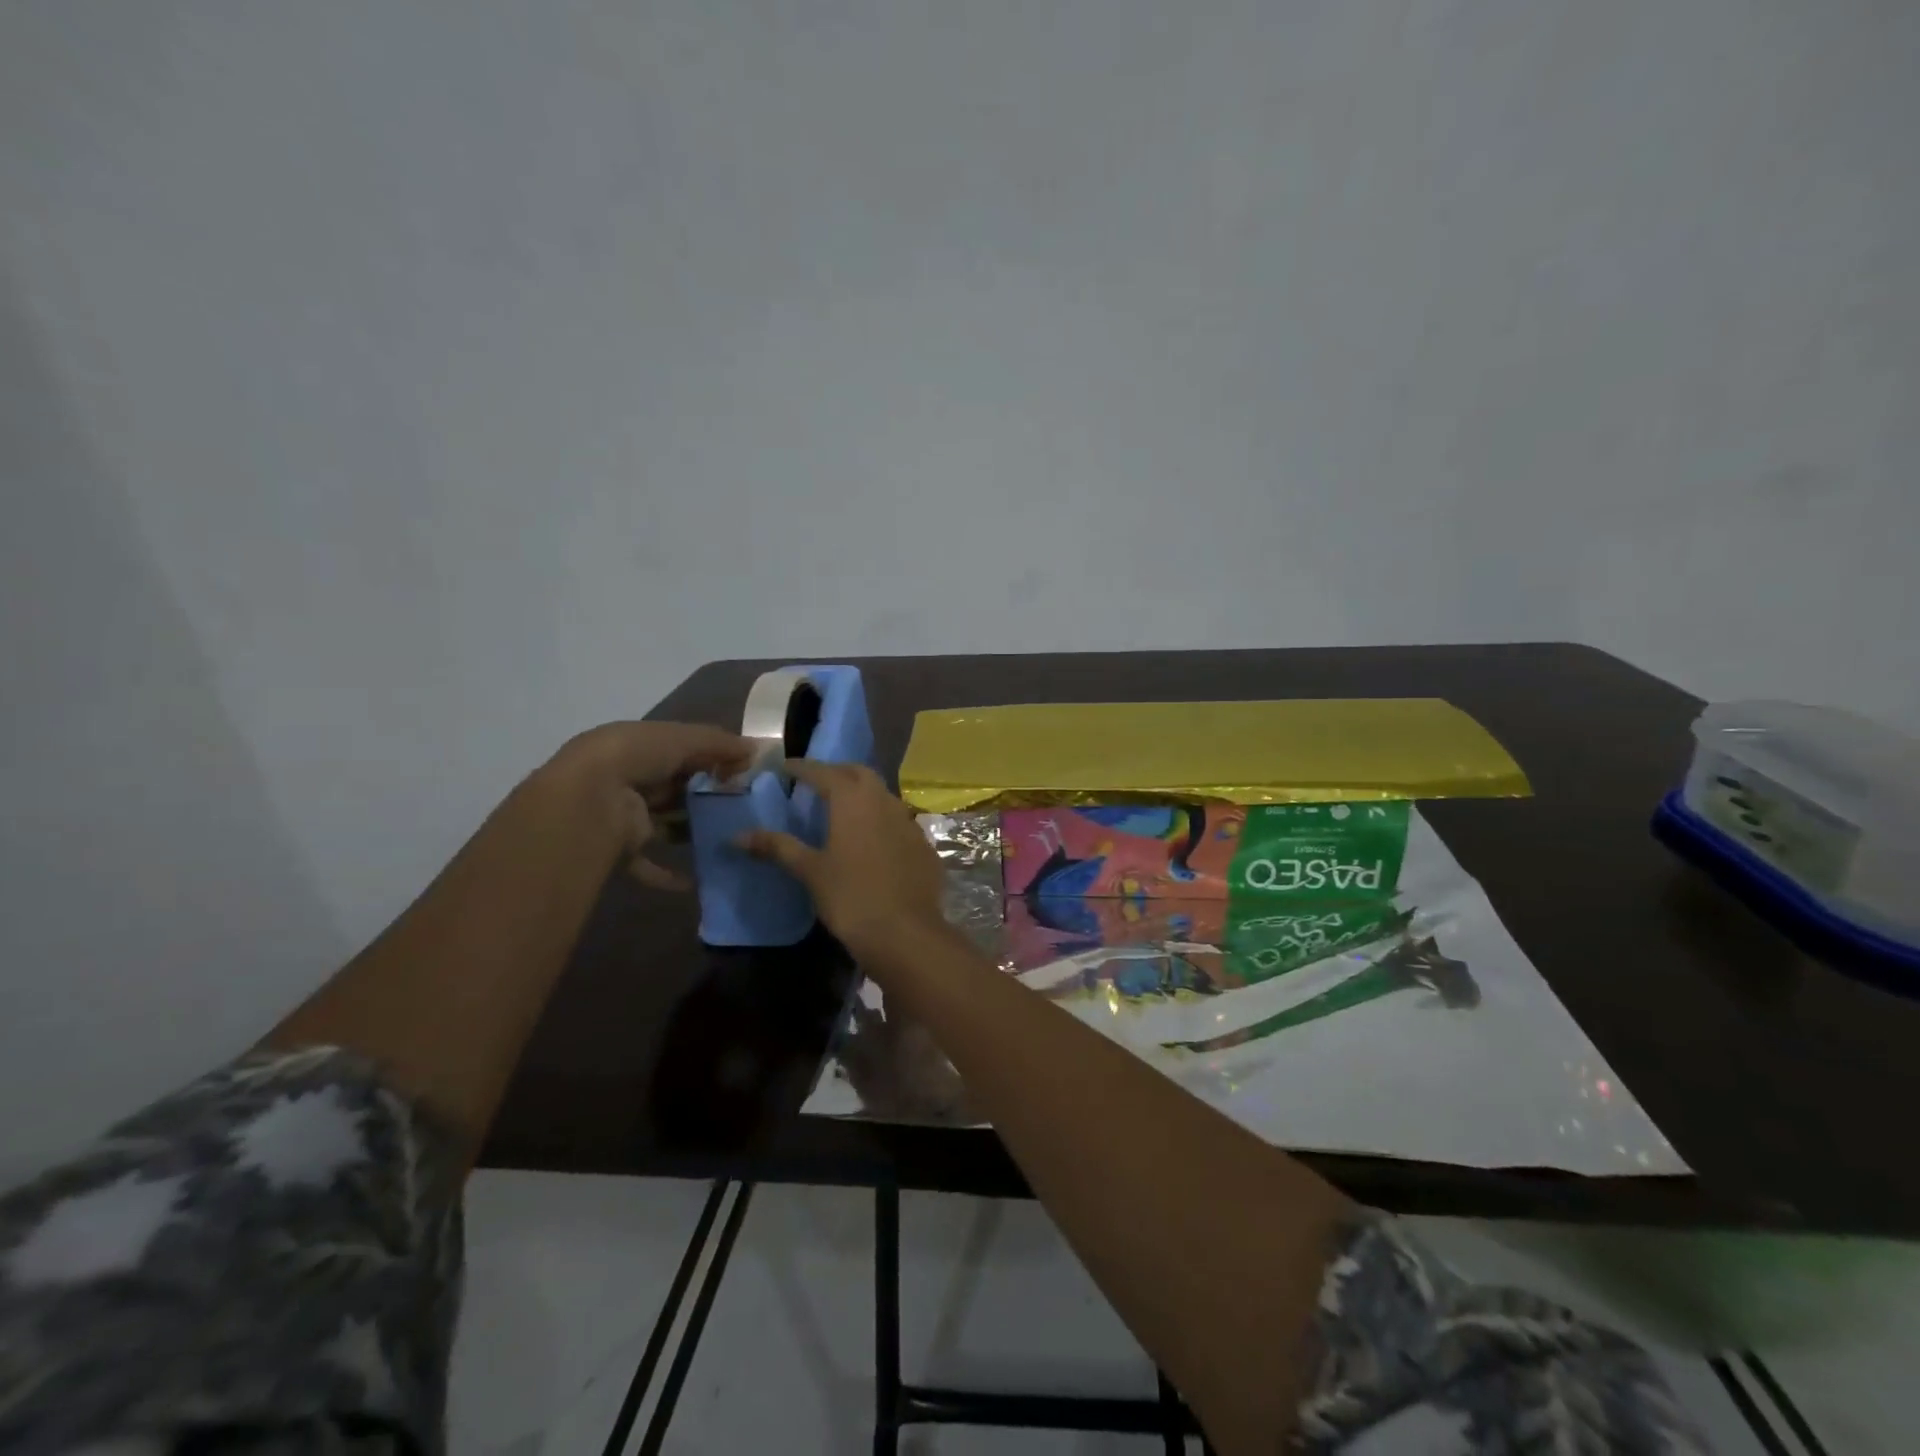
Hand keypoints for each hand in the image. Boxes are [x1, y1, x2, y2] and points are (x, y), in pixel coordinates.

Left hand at [548, 721, 751, 890]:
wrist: (590, 800)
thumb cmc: (638, 757)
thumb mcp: (685, 739)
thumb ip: (721, 744)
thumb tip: (757, 750)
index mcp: (638, 746)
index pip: (681, 750)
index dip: (712, 759)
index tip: (744, 773)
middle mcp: (628, 778)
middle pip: (674, 787)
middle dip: (704, 795)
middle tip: (742, 806)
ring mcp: (623, 815)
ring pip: (664, 823)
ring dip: (690, 830)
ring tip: (728, 837)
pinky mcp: (621, 848)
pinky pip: (648, 864)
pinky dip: (670, 873)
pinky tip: (697, 880)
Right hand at [738, 762, 946, 958]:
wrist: (905, 932)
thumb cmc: (851, 897)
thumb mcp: (810, 871)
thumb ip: (777, 847)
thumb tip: (737, 836)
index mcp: (853, 800)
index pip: (824, 772)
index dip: (803, 768)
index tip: (785, 767)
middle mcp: (884, 801)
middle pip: (859, 774)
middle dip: (837, 772)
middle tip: (816, 782)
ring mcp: (908, 822)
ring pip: (883, 795)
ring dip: (862, 794)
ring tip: (842, 809)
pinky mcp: (923, 844)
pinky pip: (899, 821)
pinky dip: (881, 820)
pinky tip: (872, 839)